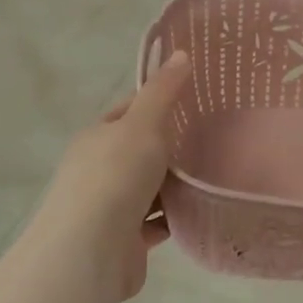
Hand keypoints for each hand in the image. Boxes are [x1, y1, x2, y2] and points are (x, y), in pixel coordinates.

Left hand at [32, 51, 191, 298]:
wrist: (91, 250)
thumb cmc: (116, 176)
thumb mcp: (143, 124)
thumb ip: (163, 91)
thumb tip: (179, 52)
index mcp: (96, 137)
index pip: (128, 111)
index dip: (157, 102)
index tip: (193, 101)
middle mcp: (96, 170)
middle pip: (138, 151)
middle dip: (169, 147)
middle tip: (212, 139)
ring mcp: (107, 208)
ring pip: (147, 189)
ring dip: (172, 186)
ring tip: (211, 175)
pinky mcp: (122, 241)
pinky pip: (154, 223)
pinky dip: (172, 218)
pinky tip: (196, 211)